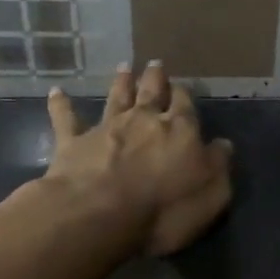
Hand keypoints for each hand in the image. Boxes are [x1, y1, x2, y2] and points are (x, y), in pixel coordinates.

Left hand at [45, 62, 233, 256]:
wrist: (99, 214)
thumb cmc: (164, 209)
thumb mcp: (211, 194)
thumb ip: (218, 166)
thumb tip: (223, 144)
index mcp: (180, 130)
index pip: (185, 106)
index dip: (184, 95)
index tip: (184, 87)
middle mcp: (144, 120)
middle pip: (151, 92)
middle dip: (155, 78)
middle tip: (155, 64)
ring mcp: (107, 128)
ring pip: (116, 98)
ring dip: (120, 82)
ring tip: (124, 67)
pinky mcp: (73, 142)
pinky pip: (66, 119)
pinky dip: (61, 105)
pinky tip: (56, 92)